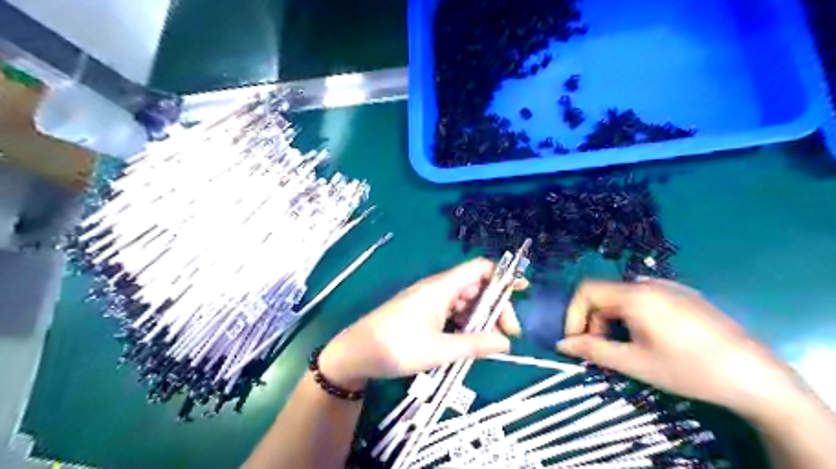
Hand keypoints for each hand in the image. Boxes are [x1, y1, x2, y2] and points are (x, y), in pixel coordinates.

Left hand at [321, 258, 527, 390]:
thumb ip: (475, 345)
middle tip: (507, 334)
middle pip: (475, 286)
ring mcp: (428, 299)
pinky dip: (464, 322)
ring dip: (480, 317)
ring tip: (490, 341)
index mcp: (441, 288)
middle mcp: (437, 288)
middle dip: (495, 306)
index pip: (479, 269)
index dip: (502, 275)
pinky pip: (451, 310)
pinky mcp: (422, 311)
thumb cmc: (396, 348)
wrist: (355, 353)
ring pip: (464, 300)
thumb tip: (506, 342)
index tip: (522, 291)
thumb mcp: (439, 350)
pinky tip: (469, 340)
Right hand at [557, 278, 798, 417]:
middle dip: (594, 321)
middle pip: (605, 294)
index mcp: (634, 295)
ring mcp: (669, 286)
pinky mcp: (685, 295)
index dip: (573, 314)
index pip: (586, 290)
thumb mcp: (634, 363)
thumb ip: (593, 350)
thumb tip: (561, 344)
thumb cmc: (688, 369)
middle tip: (603, 351)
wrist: (755, 376)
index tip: (576, 341)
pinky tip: (650, 336)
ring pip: (624, 296)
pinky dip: (633, 314)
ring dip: (613, 319)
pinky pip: (645, 297)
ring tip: (627, 347)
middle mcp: (648, 283)